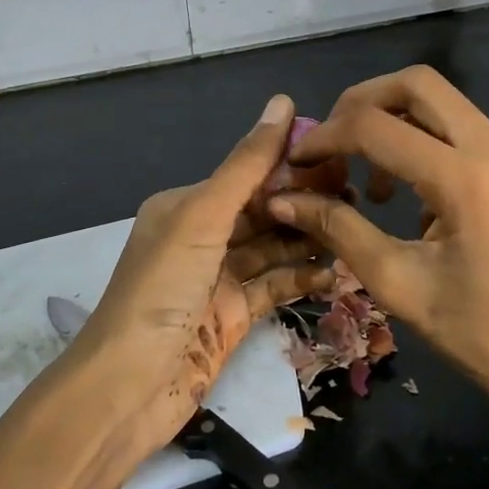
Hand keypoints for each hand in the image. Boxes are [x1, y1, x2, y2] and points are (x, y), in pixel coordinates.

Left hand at [70, 94, 335, 456]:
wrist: (128, 387)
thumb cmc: (162, 289)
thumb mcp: (202, 218)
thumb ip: (247, 165)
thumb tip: (283, 101)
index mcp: (186, 204)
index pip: (247, 173)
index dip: (290, 163)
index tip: (341, 156)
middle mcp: (201, 236)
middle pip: (263, 210)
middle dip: (305, 202)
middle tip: (359, 195)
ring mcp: (218, 279)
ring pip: (273, 249)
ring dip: (309, 240)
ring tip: (356, 230)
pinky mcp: (232, 317)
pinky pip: (275, 287)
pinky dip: (302, 279)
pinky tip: (338, 272)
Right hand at [267, 67, 488, 488]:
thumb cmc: (481, 338)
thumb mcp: (399, 285)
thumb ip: (338, 230)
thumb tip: (283, 200)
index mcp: (467, 179)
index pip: (376, 126)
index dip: (327, 137)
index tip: (299, 162)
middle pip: (418, 84)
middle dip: (364, 102)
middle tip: (334, 142)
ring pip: (447, 105)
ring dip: (399, 123)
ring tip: (375, 184)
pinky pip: (470, 135)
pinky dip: (431, 144)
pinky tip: (419, 199)